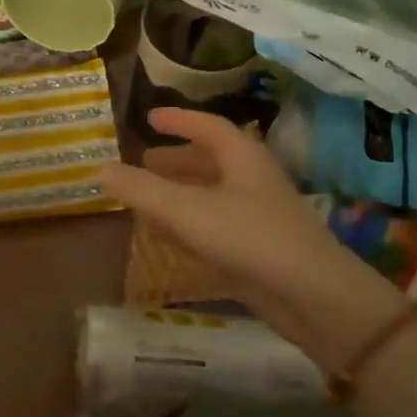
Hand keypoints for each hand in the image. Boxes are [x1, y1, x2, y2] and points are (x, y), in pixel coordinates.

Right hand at [99, 108, 403, 340]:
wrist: (316, 298)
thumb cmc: (251, 239)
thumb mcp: (187, 211)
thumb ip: (142, 191)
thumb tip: (100, 169)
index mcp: (242, 157)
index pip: (207, 126)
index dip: (178, 120)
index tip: (150, 117)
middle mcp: (252, 180)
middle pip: (210, 160)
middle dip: (176, 159)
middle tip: (144, 160)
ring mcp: (258, 215)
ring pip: (212, 194)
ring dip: (180, 192)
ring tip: (147, 197)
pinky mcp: (258, 249)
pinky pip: (215, 225)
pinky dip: (189, 222)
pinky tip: (169, 237)